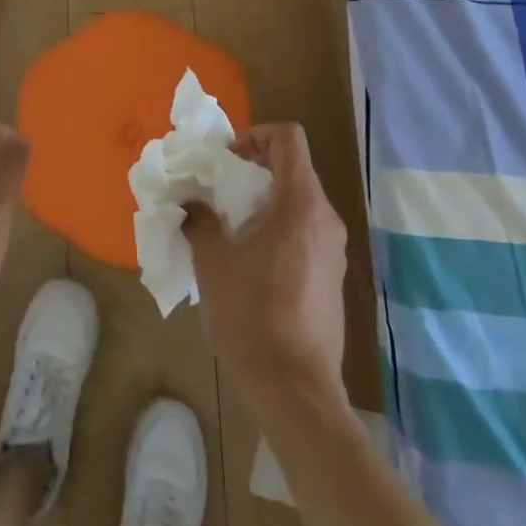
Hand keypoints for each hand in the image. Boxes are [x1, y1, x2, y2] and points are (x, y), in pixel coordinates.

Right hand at [184, 123, 347, 408]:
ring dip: (263, 201)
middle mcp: (326, 219)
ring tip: (229, 228)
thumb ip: (200, 221)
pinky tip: (250, 261)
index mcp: (301, 204)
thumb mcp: (214, 262)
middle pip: (293, 168)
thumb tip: (192, 203)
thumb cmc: (253, 316)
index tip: (226, 161)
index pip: (288, 138)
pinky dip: (277, 227)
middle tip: (218, 192)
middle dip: (253, 170)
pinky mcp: (332, 276)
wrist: (296, 390)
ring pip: (298, 201)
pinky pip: (304, 231)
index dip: (255, 136)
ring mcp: (334, 249)